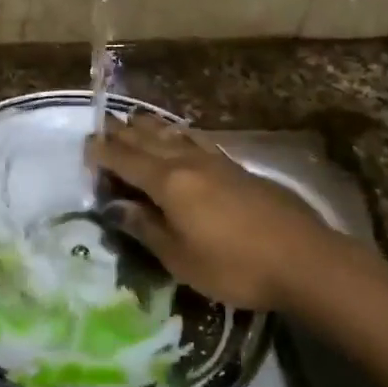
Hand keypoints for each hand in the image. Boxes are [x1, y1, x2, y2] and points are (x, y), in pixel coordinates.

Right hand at [86, 116, 355, 311]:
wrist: (302, 258)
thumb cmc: (233, 266)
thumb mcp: (180, 258)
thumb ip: (146, 228)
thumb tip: (116, 206)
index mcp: (168, 182)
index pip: (126, 159)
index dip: (103, 152)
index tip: (85, 146)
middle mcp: (188, 162)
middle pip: (148, 140)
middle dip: (122, 132)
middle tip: (103, 126)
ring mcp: (216, 161)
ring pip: (174, 134)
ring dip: (150, 127)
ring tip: (135, 120)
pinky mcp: (237, 167)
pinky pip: (197, 140)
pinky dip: (180, 134)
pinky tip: (182, 136)